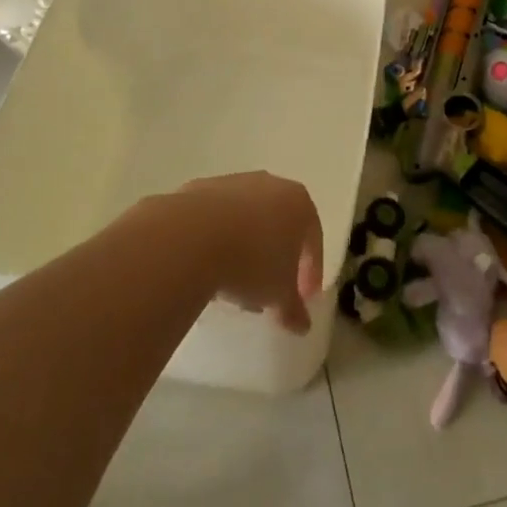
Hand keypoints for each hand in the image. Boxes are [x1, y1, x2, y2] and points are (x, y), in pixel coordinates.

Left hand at [167, 172, 323, 333]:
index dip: (310, 272)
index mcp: (299, 203)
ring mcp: (234, 183)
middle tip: (268, 292)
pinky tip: (209, 267)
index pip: (313, 239)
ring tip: (234, 286)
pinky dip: (219, 240)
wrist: (192, 235)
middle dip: (275, 260)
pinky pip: (218, 219)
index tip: (302, 298)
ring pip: (247, 221)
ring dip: (246, 250)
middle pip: (279, 226)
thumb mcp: (279, 294)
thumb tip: (301, 324)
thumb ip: (293, 308)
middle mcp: (270, 185)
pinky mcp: (201, 188)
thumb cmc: (252, 262)